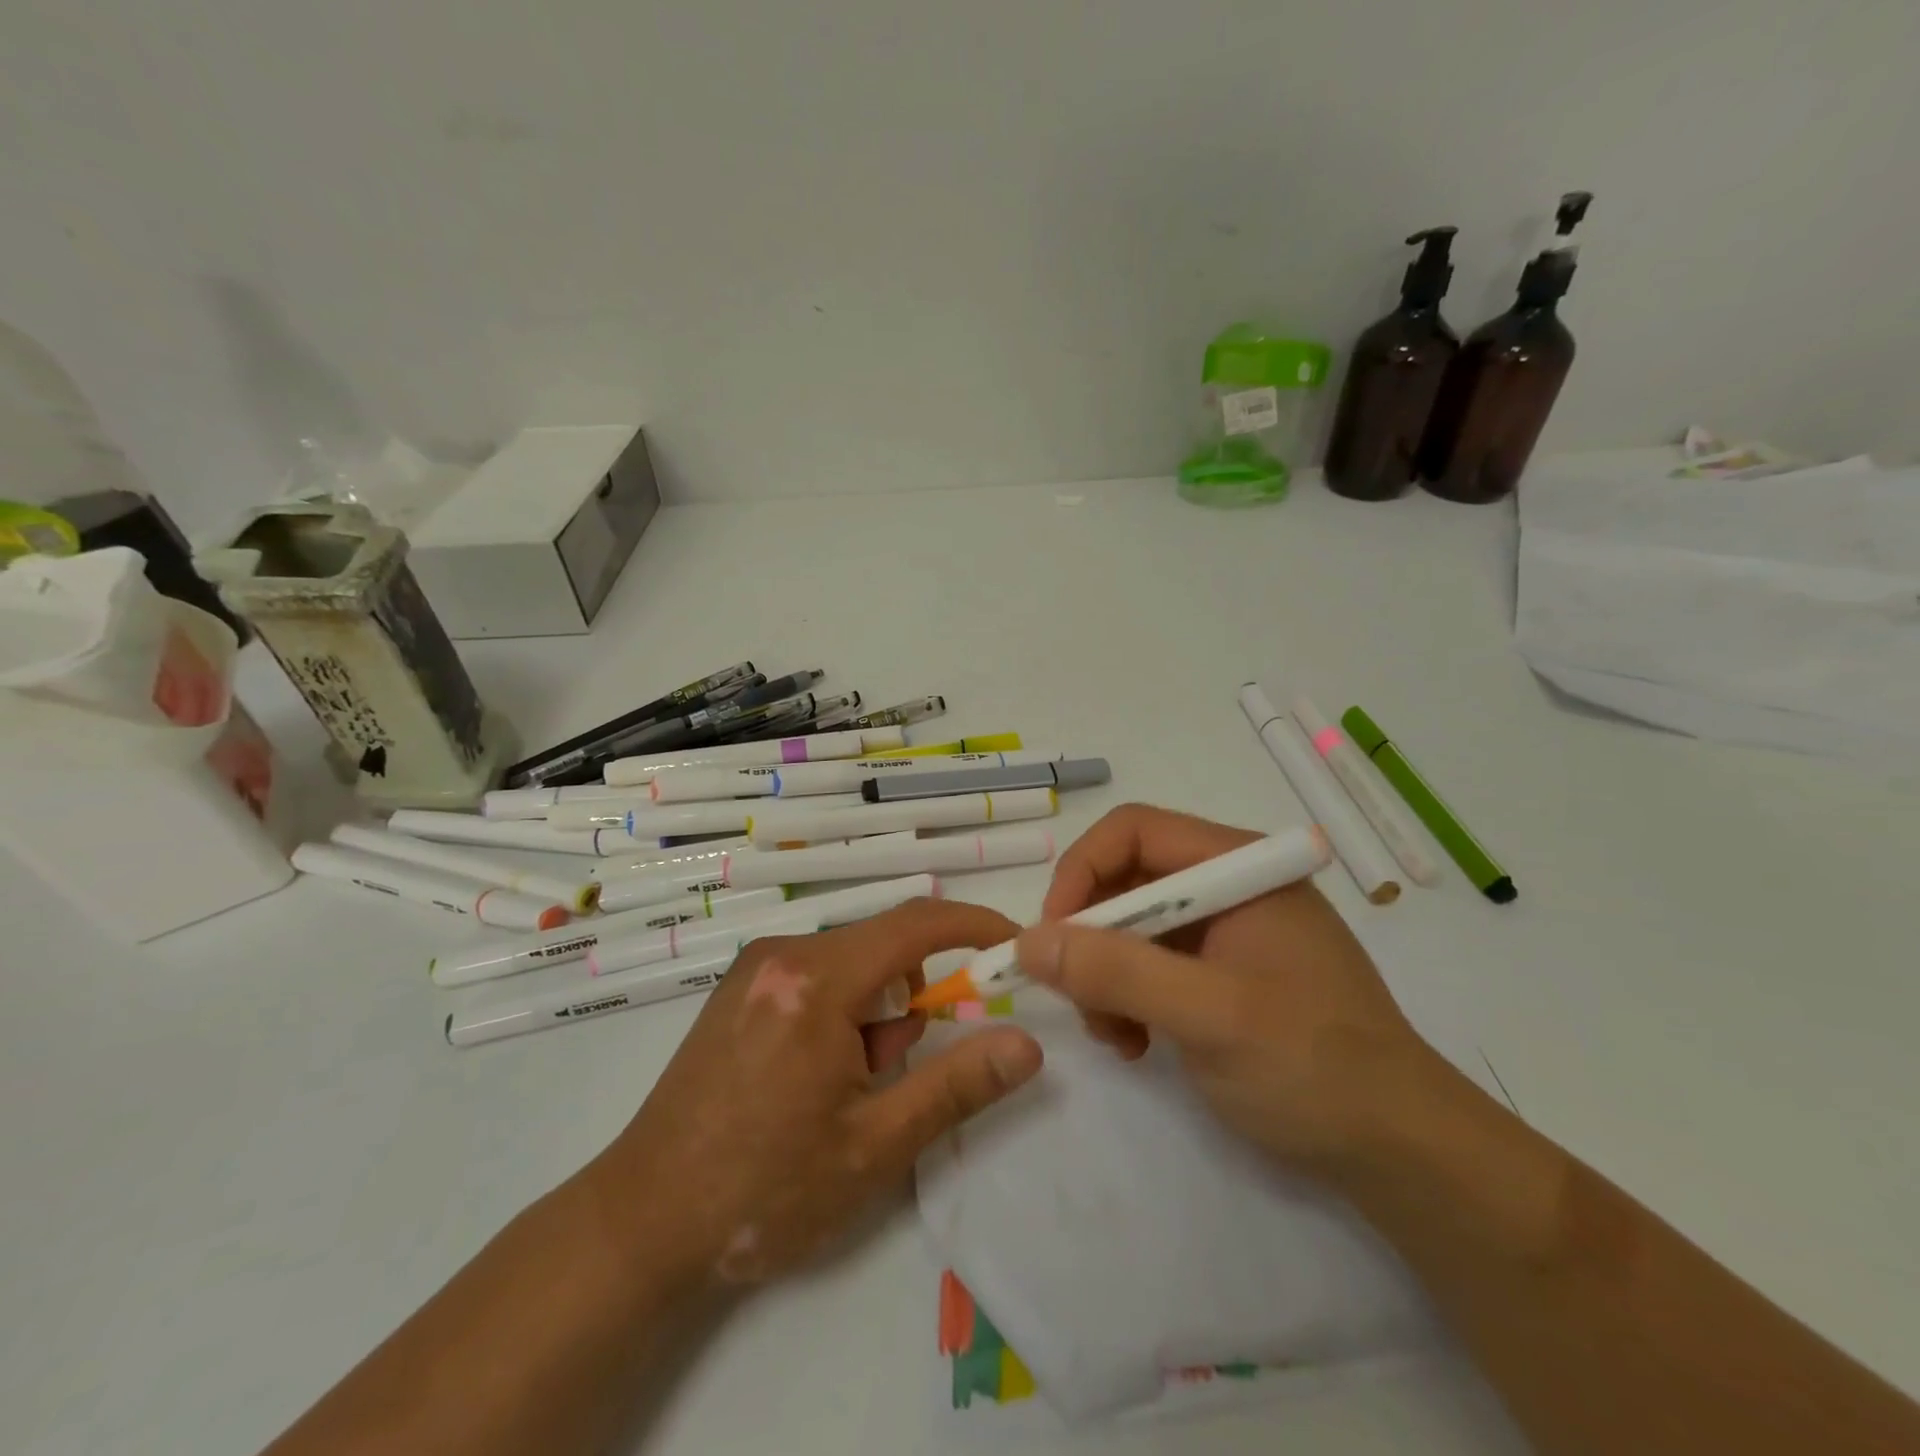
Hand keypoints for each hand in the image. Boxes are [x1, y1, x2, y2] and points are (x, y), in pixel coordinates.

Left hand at [594, 898, 1042, 1288]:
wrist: (642, 1222)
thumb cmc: (764, 1189)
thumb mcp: (875, 1146)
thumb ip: (957, 1085)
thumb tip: (1027, 1045)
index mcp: (816, 980)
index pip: (916, 923)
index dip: (974, 926)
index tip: (1015, 946)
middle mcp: (783, 954)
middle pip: (883, 948)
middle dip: (909, 1002)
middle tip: (891, 1074)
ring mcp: (755, 967)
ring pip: (851, 965)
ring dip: (872, 1014)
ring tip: (841, 1090)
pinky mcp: (739, 988)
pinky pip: (817, 976)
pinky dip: (840, 1012)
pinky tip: (809, 1076)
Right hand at [1015, 804, 1436, 1170]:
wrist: (1401, 1152)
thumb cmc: (1312, 1068)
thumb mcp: (1208, 1017)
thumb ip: (1117, 972)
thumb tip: (1029, 941)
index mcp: (1238, 867)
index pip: (1133, 831)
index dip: (1081, 872)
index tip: (1051, 937)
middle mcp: (1229, 886)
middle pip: (1127, 880)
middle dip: (1091, 937)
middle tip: (1077, 998)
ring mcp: (1227, 931)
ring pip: (1131, 926)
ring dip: (1105, 976)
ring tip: (1113, 1036)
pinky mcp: (1223, 973)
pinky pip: (1151, 965)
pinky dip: (1128, 999)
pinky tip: (1135, 1045)